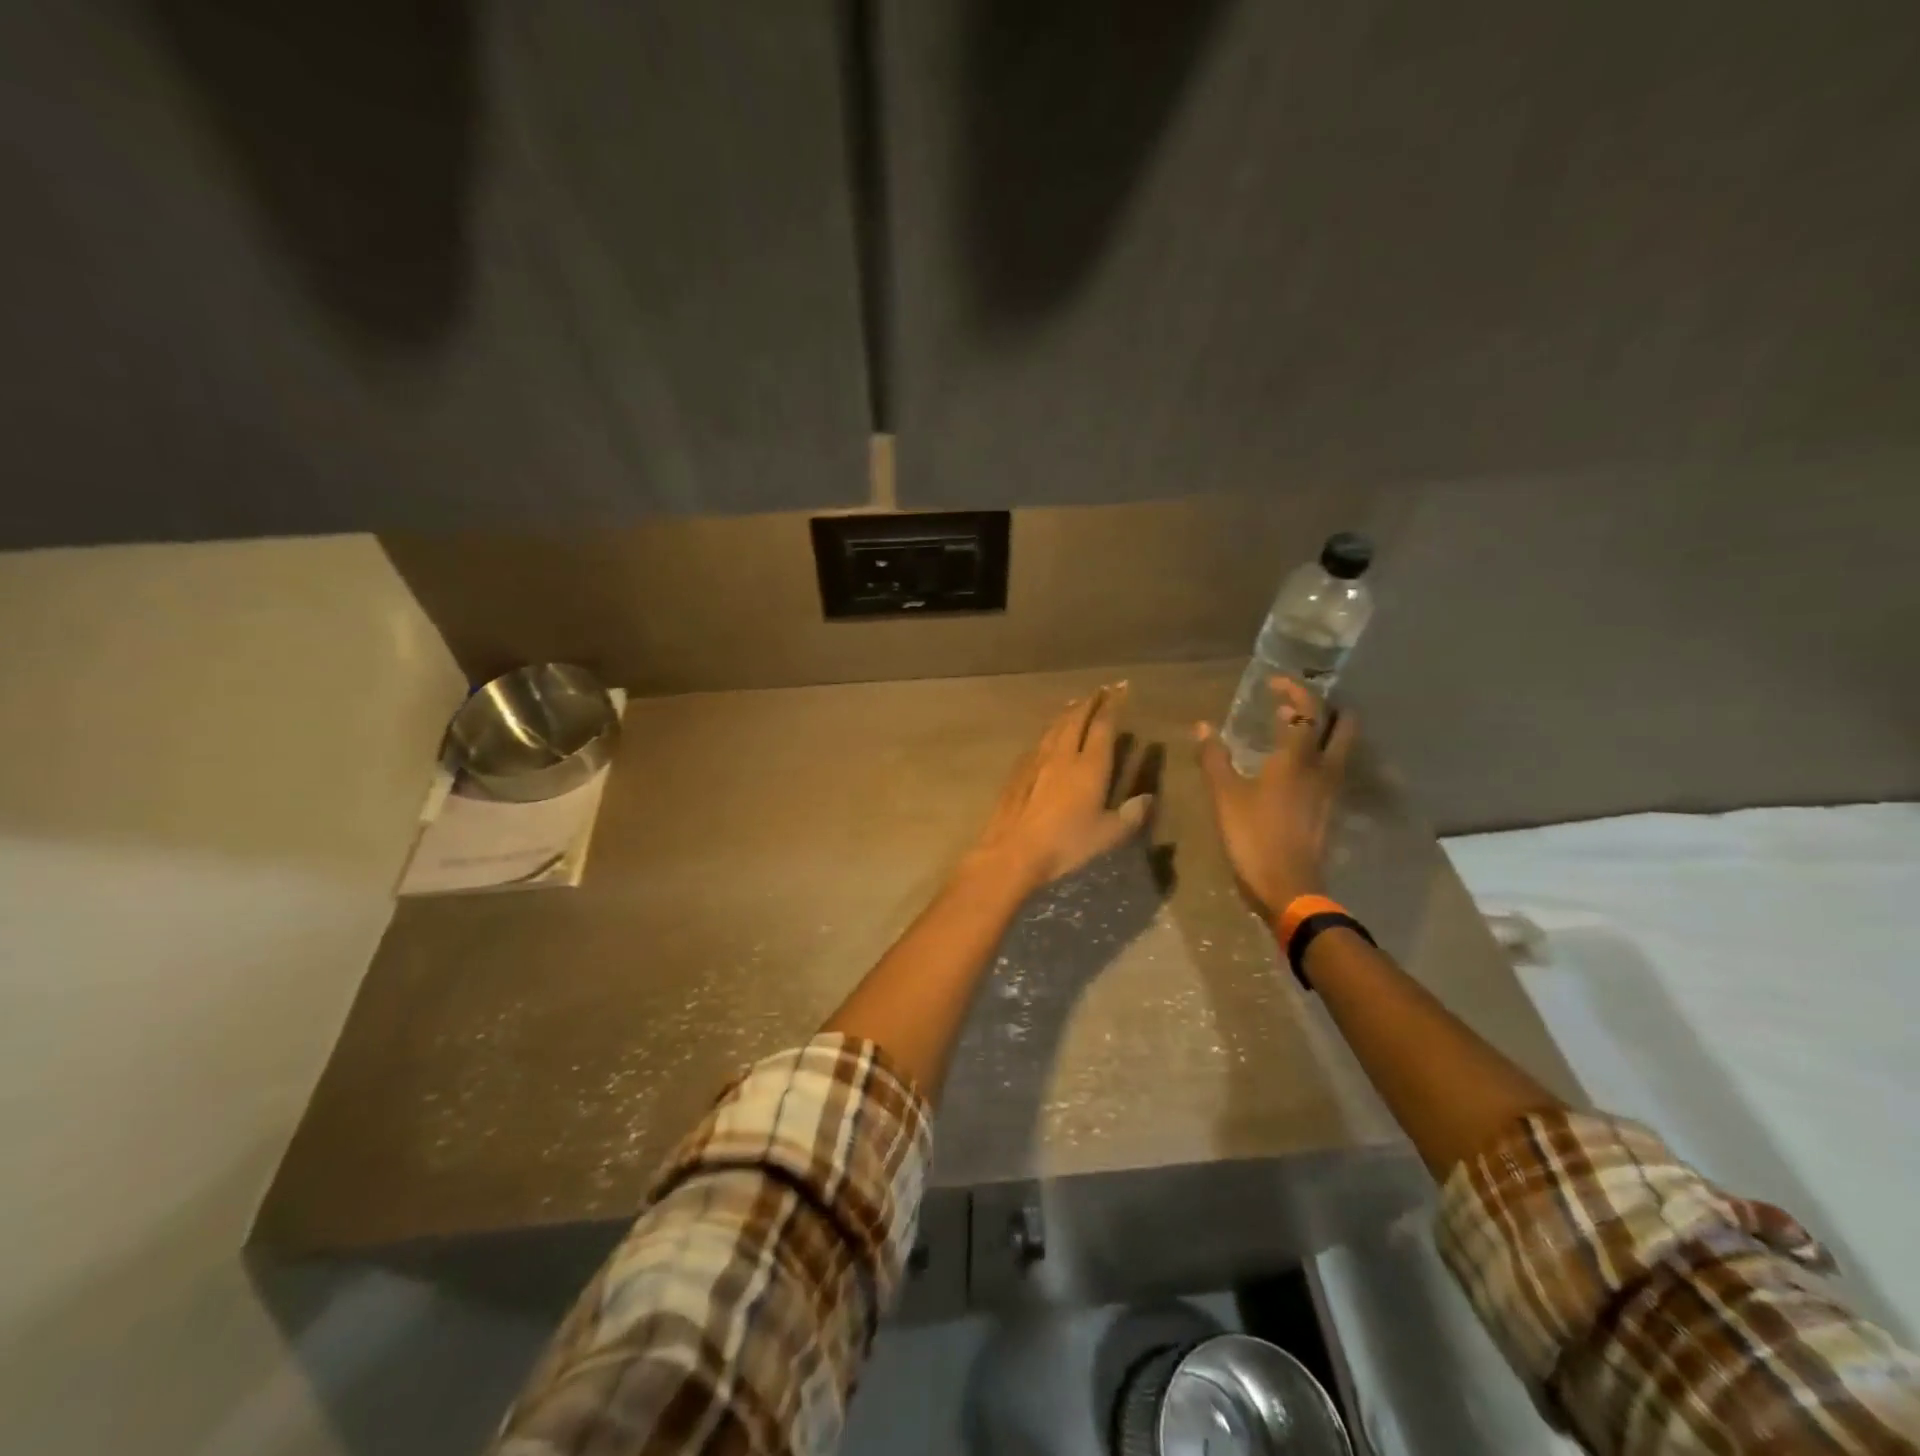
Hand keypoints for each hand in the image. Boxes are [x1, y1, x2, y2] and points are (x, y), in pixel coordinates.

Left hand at [968, 683, 1152, 890]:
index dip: (1112, 705)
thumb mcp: (1106, 835)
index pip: (1103, 726)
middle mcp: (1062, 755)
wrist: (1013, 850)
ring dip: (1067, 712)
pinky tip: (1047, 736)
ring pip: (1054, 727)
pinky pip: (1038, 742)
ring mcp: (1036, 761)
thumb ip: (1130, 815)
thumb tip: (1147, 798)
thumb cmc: (1065, 844)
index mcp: (1089, 766)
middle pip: (1076, 719)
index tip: (1120, 689)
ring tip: (1076, 703)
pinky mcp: (1017, 772)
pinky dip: (1049, 731)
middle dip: (1090, 702)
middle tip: (1100, 689)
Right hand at [1194, 677, 1354, 928]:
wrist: (1289, 887)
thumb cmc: (1253, 837)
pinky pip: (1332, 767)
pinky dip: (1320, 753)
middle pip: (1340, 724)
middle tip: (1297, 701)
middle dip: (1323, 706)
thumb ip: (1214, 758)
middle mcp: (1323, 767)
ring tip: (1297, 727)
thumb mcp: (1225, 796)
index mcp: (1297, 758)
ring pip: (1340, 747)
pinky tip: (1296, 764)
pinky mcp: (1329, 808)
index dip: (1292, 690)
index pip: (1306, 711)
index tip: (1272, 682)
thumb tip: (1201, 726)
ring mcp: (1331, 790)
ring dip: (1326, 729)